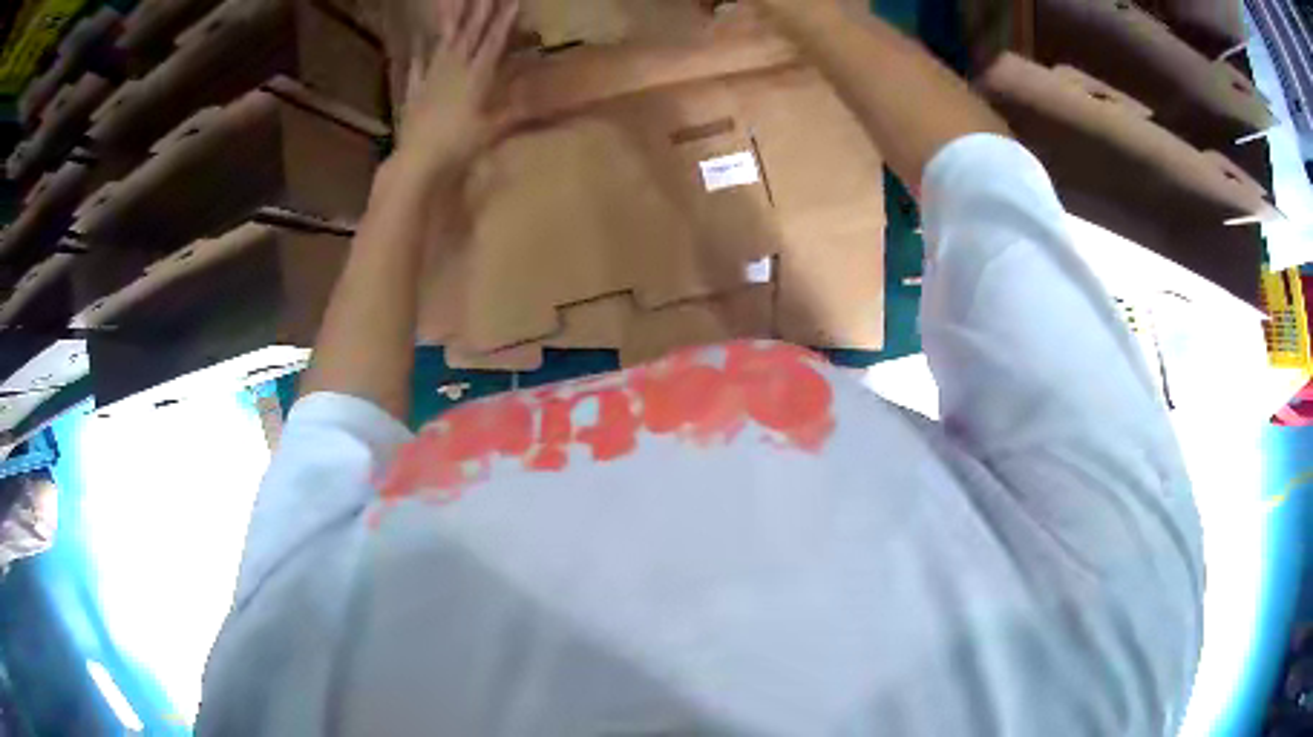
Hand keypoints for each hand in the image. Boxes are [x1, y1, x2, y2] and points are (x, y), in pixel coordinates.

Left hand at [393, 0, 518, 179]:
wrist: (416, 161)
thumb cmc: (458, 145)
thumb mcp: (493, 129)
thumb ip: (517, 111)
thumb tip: (546, 101)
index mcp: (476, 75)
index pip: (494, 40)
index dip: (505, 19)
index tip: (513, 0)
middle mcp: (454, 69)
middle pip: (469, 33)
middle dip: (480, 10)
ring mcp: (431, 78)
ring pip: (444, 43)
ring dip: (451, 21)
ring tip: (450, 3)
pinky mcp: (414, 92)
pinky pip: (417, 69)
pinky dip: (419, 56)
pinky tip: (418, 46)